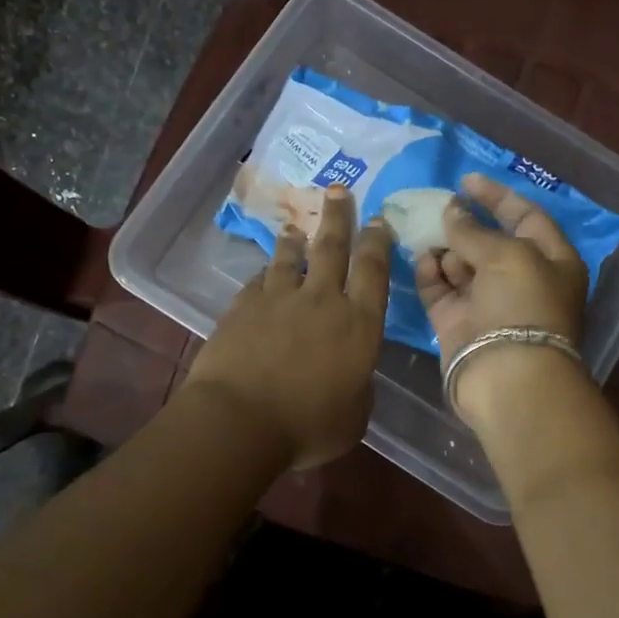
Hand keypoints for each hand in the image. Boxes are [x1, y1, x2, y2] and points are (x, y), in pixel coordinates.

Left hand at [187, 185, 392, 469]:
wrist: (239, 421)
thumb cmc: (308, 427)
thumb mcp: (354, 416)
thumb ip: (358, 385)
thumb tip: (352, 373)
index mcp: (359, 324)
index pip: (374, 271)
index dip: (378, 242)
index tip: (379, 219)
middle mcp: (323, 300)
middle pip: (333, 247)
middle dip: (339, 216)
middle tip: (340, 190)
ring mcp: (280, 299)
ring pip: (291, 257)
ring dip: (296, 240)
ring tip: (295, 226)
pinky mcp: (243, 306)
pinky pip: (259, 281)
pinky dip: (265, 273)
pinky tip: (263, 272)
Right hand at [415, 173, 588, 423]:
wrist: (508, 378)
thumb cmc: (522, 305)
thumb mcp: (507, 255)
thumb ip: (473, 229)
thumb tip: (451, 210)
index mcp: (551, 261)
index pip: (526, 217)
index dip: (498, 196)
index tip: (466, 180)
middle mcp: (520, 280)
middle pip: (489, 241)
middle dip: (463, 223)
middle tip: (435, 207)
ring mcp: (487, 303)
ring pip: (460, 265)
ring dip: (444, 247)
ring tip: (424, 232)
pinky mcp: (457, 323)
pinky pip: (440, 290)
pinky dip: (430, 274)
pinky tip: (421, 259)